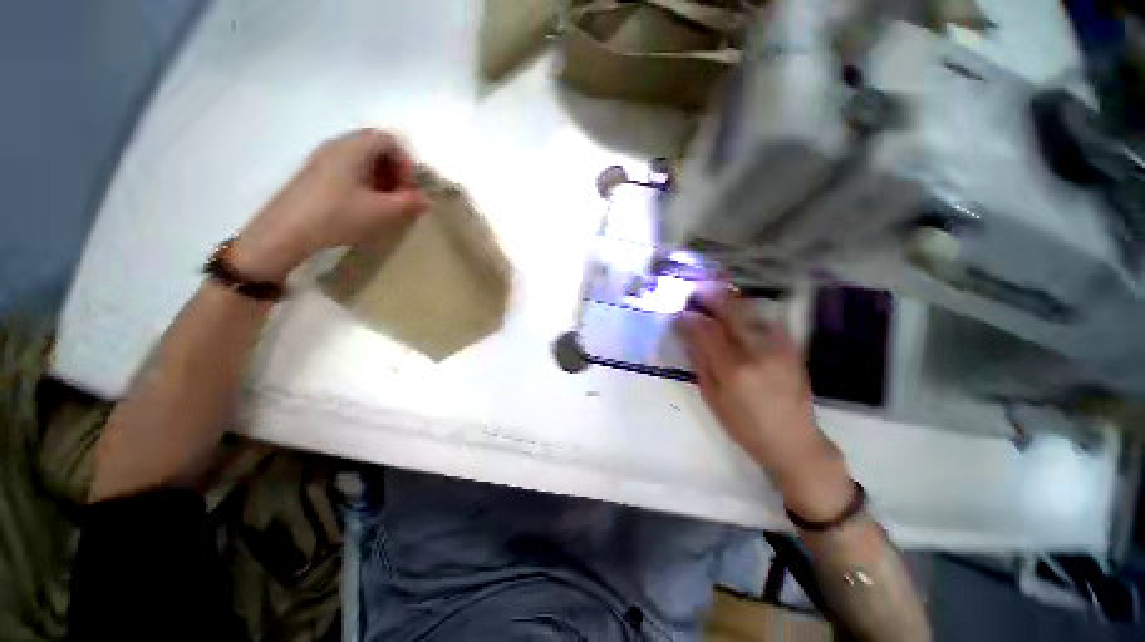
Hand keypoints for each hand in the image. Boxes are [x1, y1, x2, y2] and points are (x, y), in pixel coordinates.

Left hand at [231, 129, 429, 280]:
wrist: (285, 232)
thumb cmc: (338, 216)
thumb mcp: (382, 212)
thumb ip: (409, 203)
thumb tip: (427, 200)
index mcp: (353, 148)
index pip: (388, 140)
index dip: (405, 163)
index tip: (408, 189)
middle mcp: (337, 146)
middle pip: (375, 147)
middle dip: (394, 171)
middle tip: (399, 197)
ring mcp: (322, 160)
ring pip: (361, 159)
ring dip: (380, 179)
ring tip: (384, 205)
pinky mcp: (314, 175)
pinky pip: (347, 170)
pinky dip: (364, 183)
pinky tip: (364, 207)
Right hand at [677, 284, 853, 520]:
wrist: (793, 441)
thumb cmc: (744, 425)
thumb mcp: (712, 397)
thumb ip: (699, 362)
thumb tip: (687, 334)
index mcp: (732, 369)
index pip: (706, 331)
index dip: (690, 318)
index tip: (680, 313)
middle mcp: (756, 352)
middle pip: (731, 312)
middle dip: (711, 297)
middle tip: (697, 291)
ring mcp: (778, 347)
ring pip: (750, 311)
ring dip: (730, 301)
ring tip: (715, 295)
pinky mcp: (792, 347)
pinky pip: (767, 320)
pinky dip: (749, 312)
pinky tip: (740, 313)